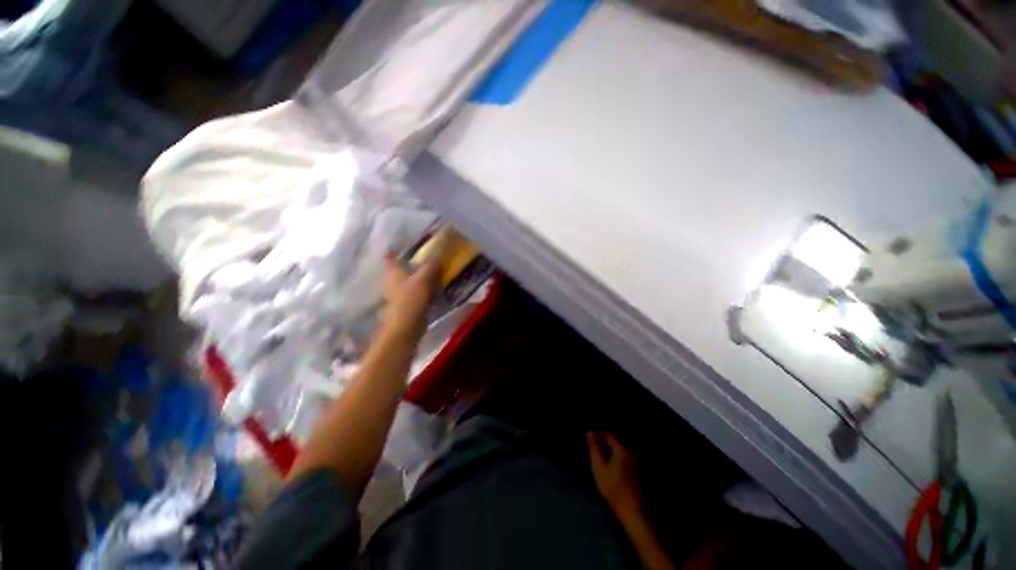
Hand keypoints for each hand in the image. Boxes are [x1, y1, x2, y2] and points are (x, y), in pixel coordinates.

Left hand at [380, 252, 440, 339]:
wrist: (406, 326)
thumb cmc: (411, 299)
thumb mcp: (424, 278)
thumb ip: (431, 265)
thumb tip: (438, 254)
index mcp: (393, 271)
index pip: (389, 256)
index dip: (394, 249)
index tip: (404, 243)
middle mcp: (393, 280)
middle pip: (400, 268)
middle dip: (410, 262)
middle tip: (426, 255)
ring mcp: (399, 293)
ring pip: (408, 280)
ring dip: (418, 275)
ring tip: (434, 270)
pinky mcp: (407, 304)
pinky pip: (416, 291)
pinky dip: (424, 288)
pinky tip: (435, 286)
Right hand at [587, 431, 641, 518]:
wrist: (633, 511)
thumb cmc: (613, 488)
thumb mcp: (598, 467)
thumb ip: (594, 448)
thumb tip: (589, 432)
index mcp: (622, 449)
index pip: (609, 434)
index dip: (598, 434)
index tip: (589, 439)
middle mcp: (631, 453)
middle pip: (616, 442)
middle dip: (604, 443)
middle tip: (593, 448)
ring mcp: (636, 463)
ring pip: (620, 451)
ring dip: (610, 451)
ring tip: (600, 458)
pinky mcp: (638, 473)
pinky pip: (624, 459)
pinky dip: (616, 459)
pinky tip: (610, 468)